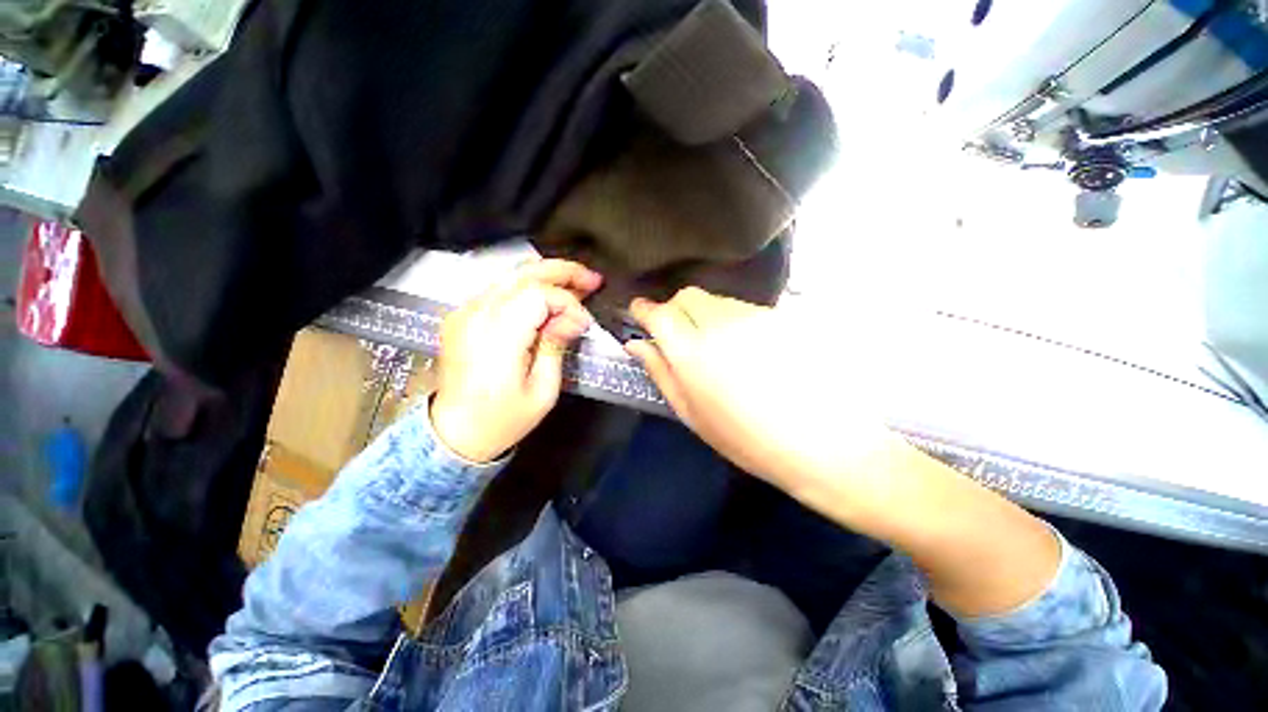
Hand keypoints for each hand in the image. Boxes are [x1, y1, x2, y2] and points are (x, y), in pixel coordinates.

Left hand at [430, 259, 601, 462]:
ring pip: (511, 276)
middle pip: (523, 274)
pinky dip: (527, 287)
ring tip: (576, 283)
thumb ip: (556, 346)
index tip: (584, 323)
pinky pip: (499, 289)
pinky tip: (547, 296)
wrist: (454, 434)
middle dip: (562, 271)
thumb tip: (576, 318)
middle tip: (592, 278)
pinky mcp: (462, 316)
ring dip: (546, 276)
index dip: (567, 303)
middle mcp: (476, 315)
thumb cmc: (503, 420)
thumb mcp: (542, 391)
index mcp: (497, 337)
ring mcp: (464, 312)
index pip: (538, 295)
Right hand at [626, 287, 1060, 616]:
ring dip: (704, 315)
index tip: (640, 315)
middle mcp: (720, 324)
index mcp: (691, 352)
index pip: (659, 312)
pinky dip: (730, 320)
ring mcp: (753, 317)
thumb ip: (660, 372)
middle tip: (677, 336)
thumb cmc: (746, 439)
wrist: (823, 444)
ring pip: (715, 300)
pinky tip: (745, 350)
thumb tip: (637, 344)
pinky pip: (742, 309)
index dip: (645, 310)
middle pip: (687, 296)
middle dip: (674, 309)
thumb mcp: (692, 413)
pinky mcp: (780, 318)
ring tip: (715, 348)